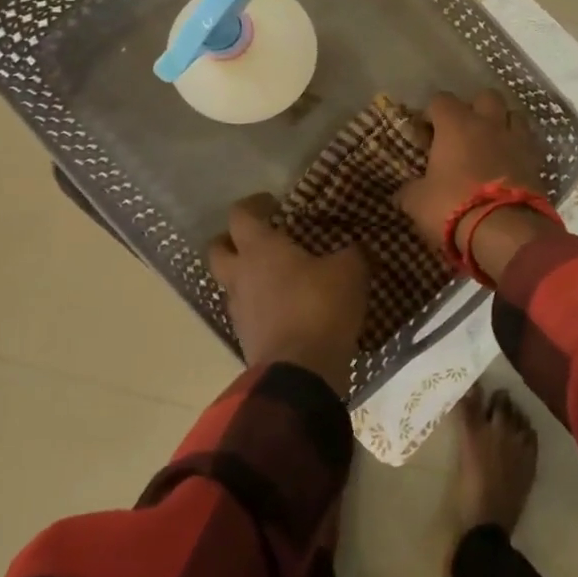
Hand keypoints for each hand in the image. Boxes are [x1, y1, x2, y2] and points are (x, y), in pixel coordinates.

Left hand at [208, 195, 367, 396]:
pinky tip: (286, 307)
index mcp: (260, 249)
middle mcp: (240, 275)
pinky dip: (260, 305)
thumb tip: (358, 247)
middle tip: (261, 239)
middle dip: (233, 240)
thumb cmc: (320, 307)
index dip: (254, 204)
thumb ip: (352, 253)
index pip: (240, 215)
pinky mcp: (246, 339)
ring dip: (247, 276)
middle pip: (218, 249)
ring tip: (279, 276)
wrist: (301, 373)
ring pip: (230, 283)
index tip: (273, 203)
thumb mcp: (350, 271)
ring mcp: (239, 310)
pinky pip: (247, 311)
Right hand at [396, 91, 545, 256]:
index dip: (432, 112)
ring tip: (491, 143)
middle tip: (463, 131)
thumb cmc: (453, 207)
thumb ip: (410, 190)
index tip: (426, 132)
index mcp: (456, 124)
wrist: (505, 231)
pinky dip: (517, 148)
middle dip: (474, 108)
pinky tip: (508, 163)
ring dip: (502, 123)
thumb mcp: (418, 202)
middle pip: (485, 97)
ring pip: (513, 114)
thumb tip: (403, 191)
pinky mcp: (536, 161)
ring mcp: (516, 139)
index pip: (441, 100)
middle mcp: (488, 123)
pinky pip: (527, 143)